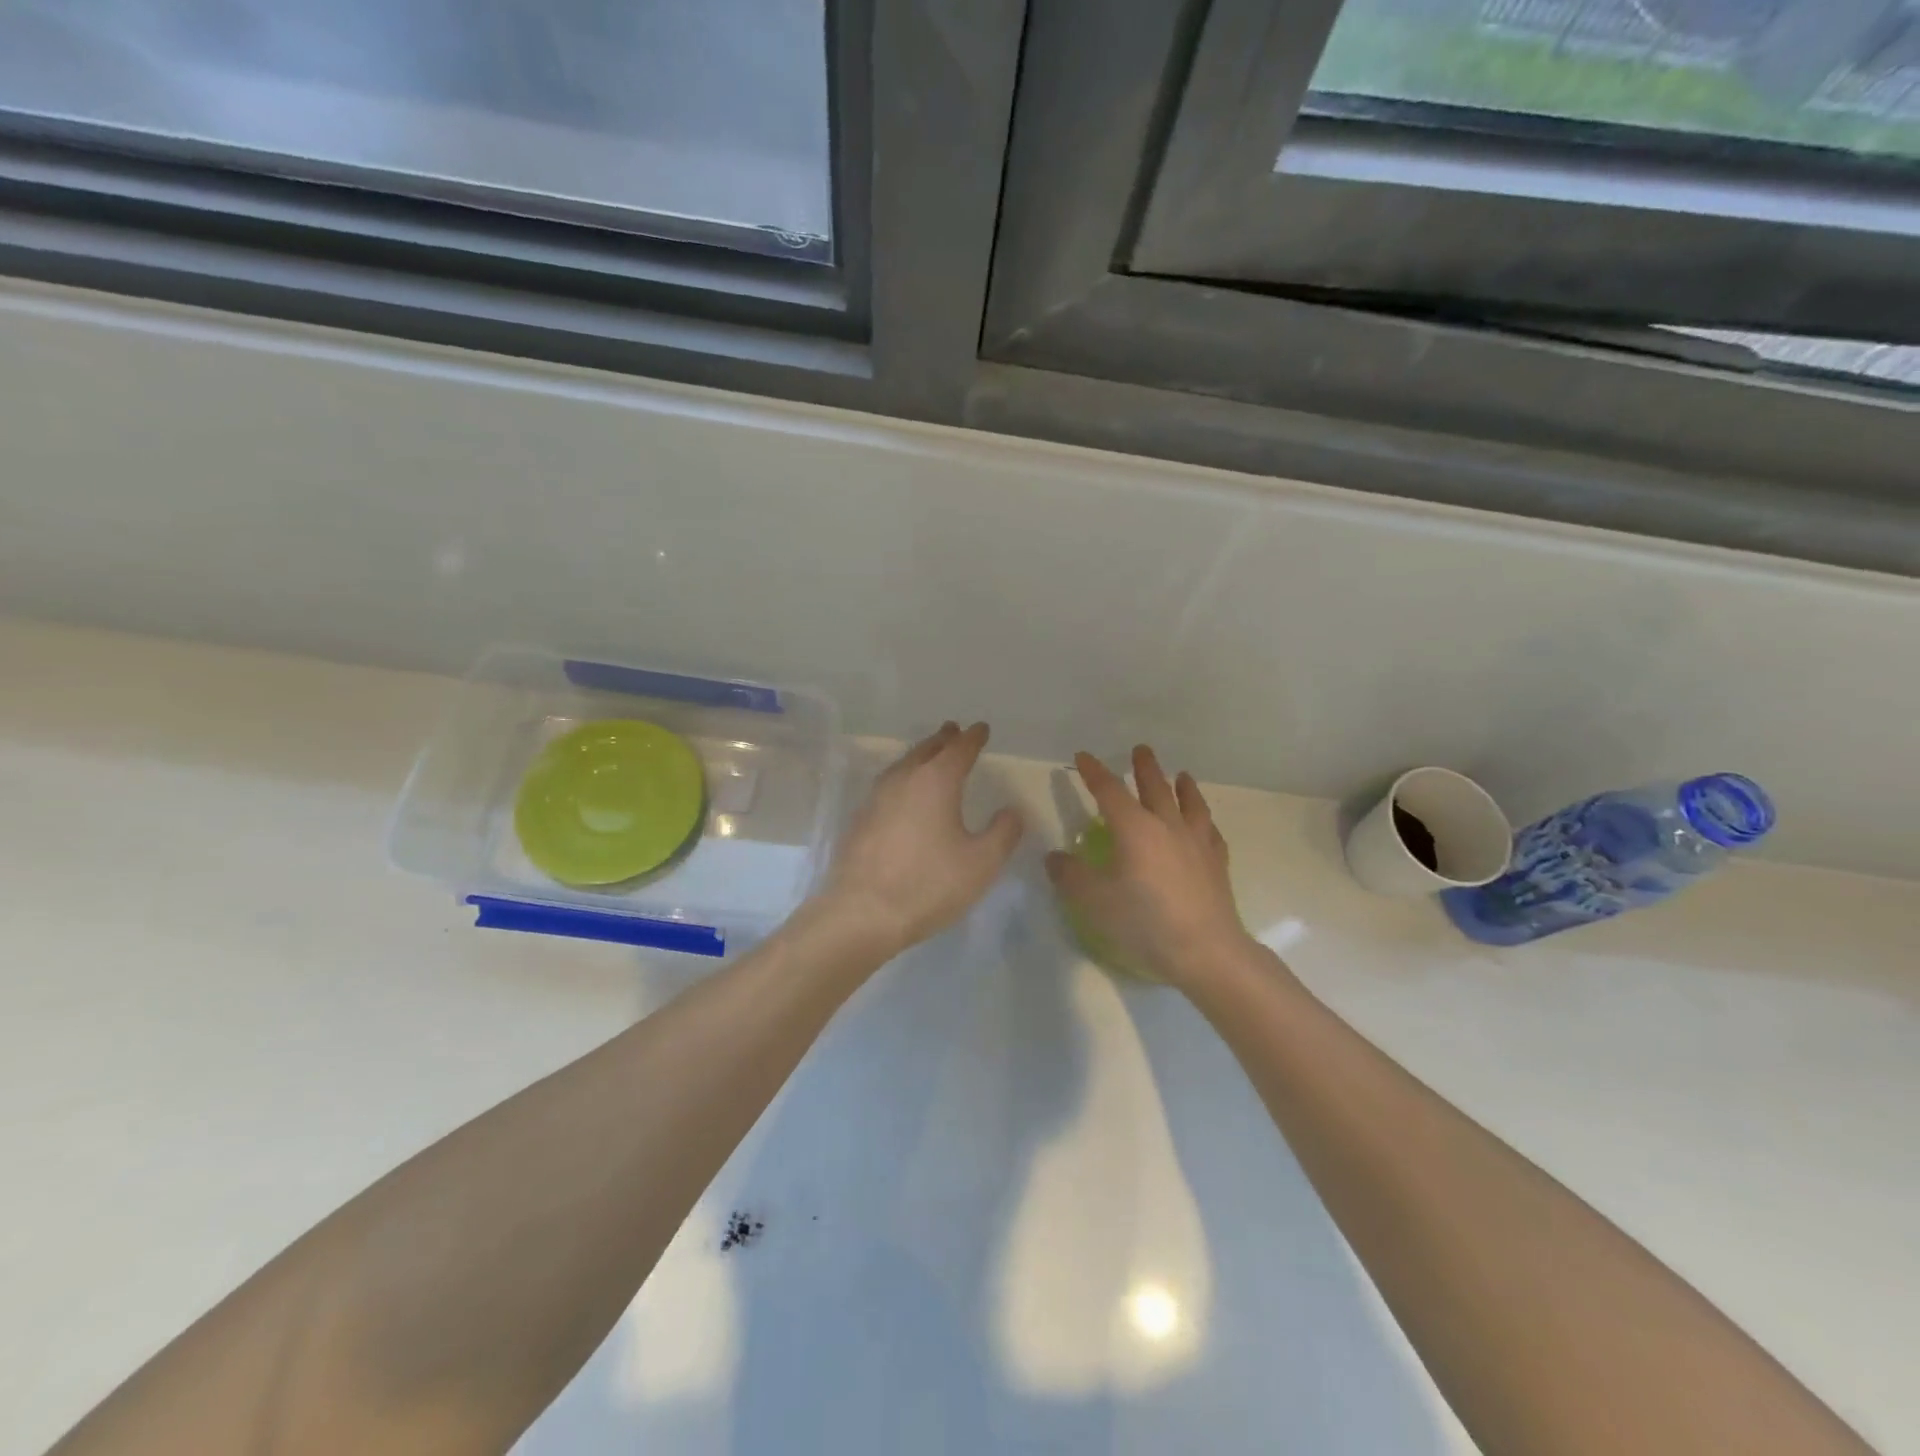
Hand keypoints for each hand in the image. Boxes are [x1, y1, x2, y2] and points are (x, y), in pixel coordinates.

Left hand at [814, 722, 1023, 956]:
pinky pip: (887, 786)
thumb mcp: (981, 863)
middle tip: (954, 731)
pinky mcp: (860, 820)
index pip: (959, 749)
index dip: (973, 738)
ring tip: (930, 756)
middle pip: (926, 750)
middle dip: (943, 740)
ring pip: (902, 766)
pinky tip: (903, 794)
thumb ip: (1003, 833)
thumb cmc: (929, 884)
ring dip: (920, 756)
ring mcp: (876, 798)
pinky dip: (903, 779)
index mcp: (936, 782)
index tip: (981, 728)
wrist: (862, 913)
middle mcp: (903, 780)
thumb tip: (1012, 810)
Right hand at [1046, 746, 1256, 988]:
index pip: (1109, 791)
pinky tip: (1206, 825)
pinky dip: (1205, 822)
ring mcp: (1197, 843)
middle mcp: (1167, 826)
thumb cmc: (1144, 922)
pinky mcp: (1216, 863)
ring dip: (1183, 786)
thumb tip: (1054, 857)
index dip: (1094, 772)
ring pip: (1190, 804)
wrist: (1205, 950)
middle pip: (1155, 787)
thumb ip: (1070, 876)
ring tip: (1182, 775)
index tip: (1084, 756)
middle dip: (1144, 768)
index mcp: (1134, 829)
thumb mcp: (1094, 901)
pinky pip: (1211, 832)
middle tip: (1141, 750)